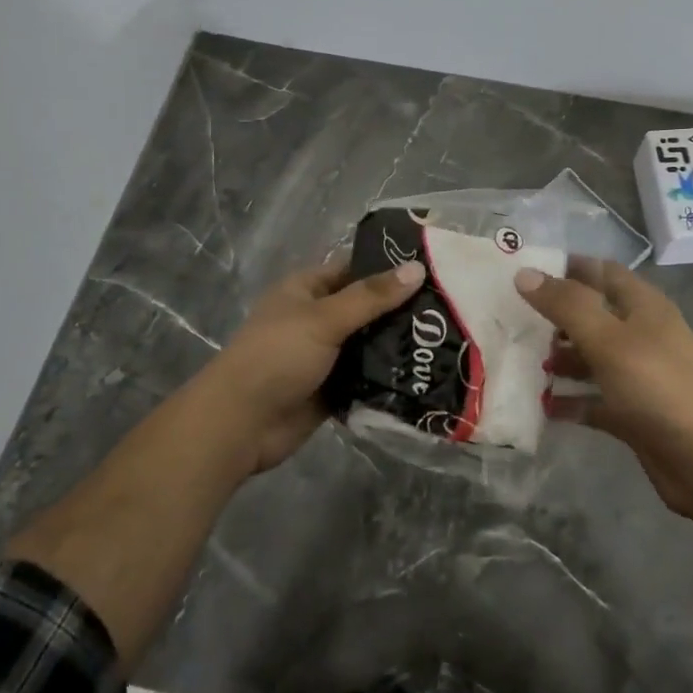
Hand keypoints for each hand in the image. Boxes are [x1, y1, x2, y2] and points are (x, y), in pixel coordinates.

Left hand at [195, 256, 425, 476]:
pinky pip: (366, 377)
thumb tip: (417, 269)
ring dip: (397, 345)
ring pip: (369, 344)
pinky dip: (387, 377)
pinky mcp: (332, 389)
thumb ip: (371, 297)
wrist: (240, 424)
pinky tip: (425, 374)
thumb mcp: (324, 318)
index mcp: (306, 290)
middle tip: (451, 307)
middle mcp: (317, 319)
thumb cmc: (277, 356)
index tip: (433, 269)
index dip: (388, 267)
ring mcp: (325, 356)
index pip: (354, 269)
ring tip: (446, 340)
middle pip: (366, 308)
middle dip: (401, 310)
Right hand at [515, 258, 692, 517]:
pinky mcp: (632, 412)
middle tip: (514, 320)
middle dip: (556, 317)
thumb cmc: (656, 386)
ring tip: (525, 363)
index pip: (601, 271)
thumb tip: (524, 273)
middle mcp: (642, 335)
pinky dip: (571, 400)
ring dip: (560, 359)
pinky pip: (594, 399)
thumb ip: (566, 305)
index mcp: (643, 306)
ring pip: (591, 357)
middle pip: (593, 315)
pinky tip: (543, 406)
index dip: (566, 267)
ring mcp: (638, 375)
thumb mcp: (607, 338)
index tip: (526, 272)